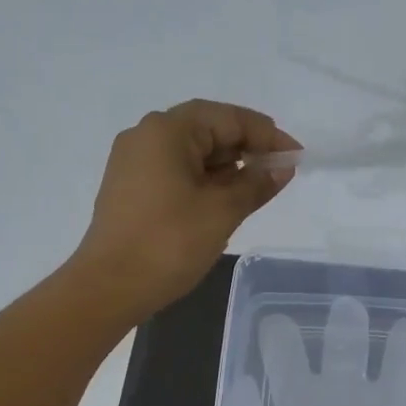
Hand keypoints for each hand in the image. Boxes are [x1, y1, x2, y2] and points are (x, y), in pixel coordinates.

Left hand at [70, 99, 299, 316]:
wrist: (109, 287)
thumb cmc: (169, 243)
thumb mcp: (222, 211)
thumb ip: (257, 184)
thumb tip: (282, 168)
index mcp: (167, 130)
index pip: (228, 118)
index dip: (267, 136)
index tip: (296, 157)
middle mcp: (146, 135)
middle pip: (207, 128)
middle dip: (247, 147)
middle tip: (280, 170)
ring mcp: (134, 161)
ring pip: (191, 151)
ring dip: (227, 164)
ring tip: (258, 187)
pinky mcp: (130, 186)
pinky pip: (176, 169)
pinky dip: (204, 178)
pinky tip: (225, 197)